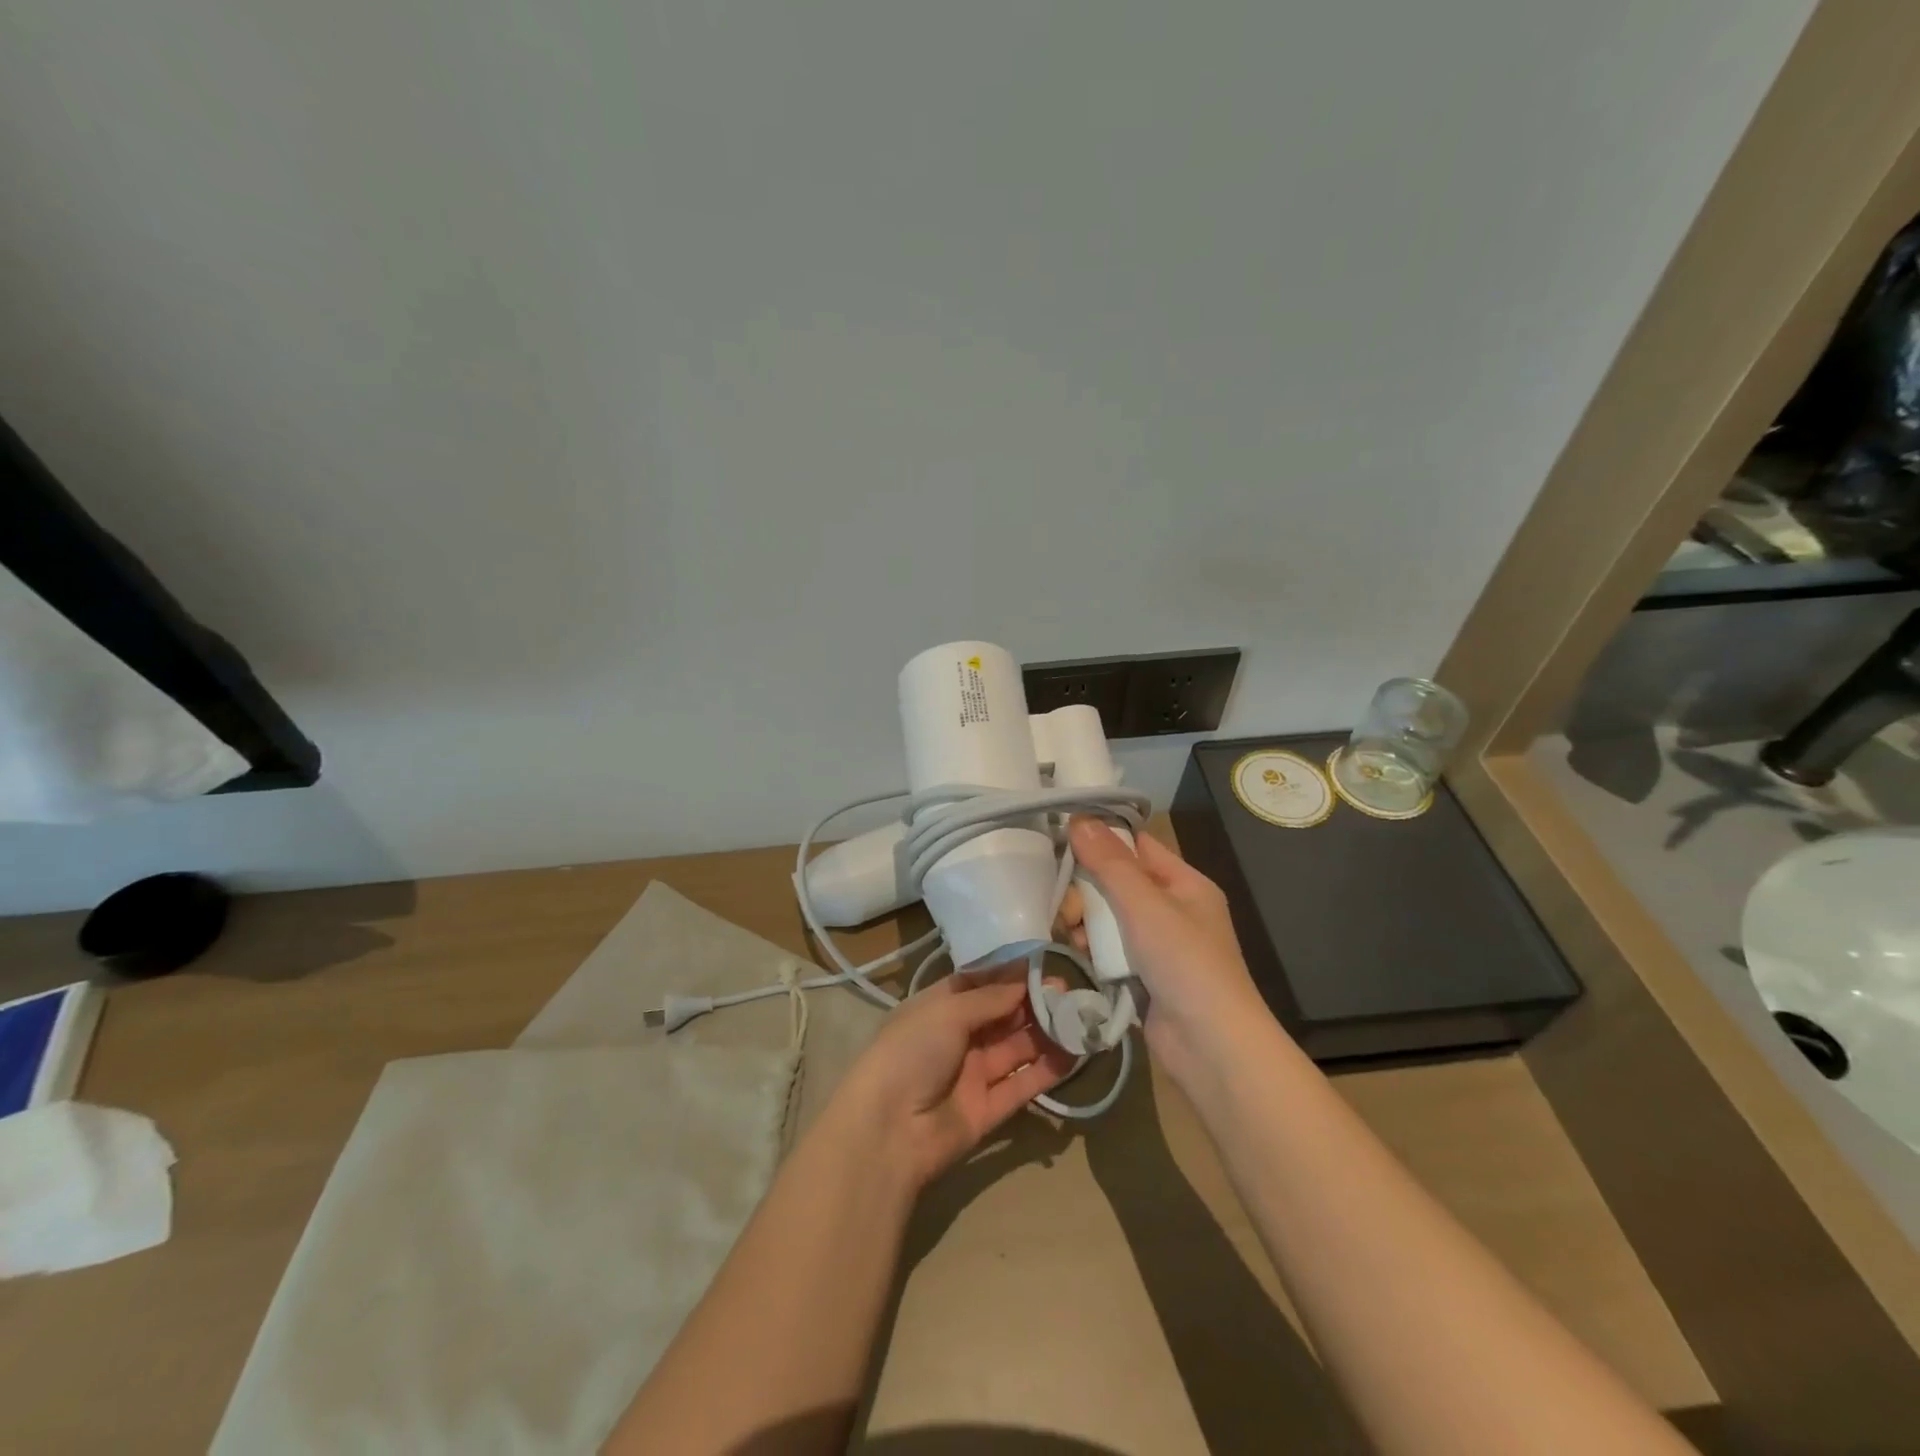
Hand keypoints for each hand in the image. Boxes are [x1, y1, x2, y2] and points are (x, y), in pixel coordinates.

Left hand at [827, 972, 1078, 1191]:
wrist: (888, 1130)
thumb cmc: (911, 1052)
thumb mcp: (947, 1012)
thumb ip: (990, 997)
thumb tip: (1025, 979)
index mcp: (940, 1007)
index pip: (981, 984)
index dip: (1012, 975)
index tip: (1046, 963)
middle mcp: (958, 1037)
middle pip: (1003, 1015)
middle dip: (1034, 1002)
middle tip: (1071, 992)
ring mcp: (974, 1074)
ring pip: (1017, 1048)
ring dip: (1046, 1034)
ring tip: (1080, 1018)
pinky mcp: (989, 1109)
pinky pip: (1022, 1084)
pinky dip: (1047, 1070)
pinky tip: (1074, 1054)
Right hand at [1062, 818, 1276, 1083]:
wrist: (1211, 1047)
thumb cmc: (1185, 963)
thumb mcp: (1145, 905)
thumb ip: (1110, 863)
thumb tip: (1080, 818)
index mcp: (1185, 884)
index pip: (1138, 846)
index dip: (1103, 839)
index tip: (1062, 838)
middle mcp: (1173, 910)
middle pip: (1118, 883)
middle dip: (1088, 890)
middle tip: (1068, 907)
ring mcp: (1158, 946)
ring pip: (1109, 918)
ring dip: (1087, 922)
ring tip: (1071, 934)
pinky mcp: (1143, 976)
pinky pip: (1110, 950)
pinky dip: (1094, 950)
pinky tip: (1079, 955)